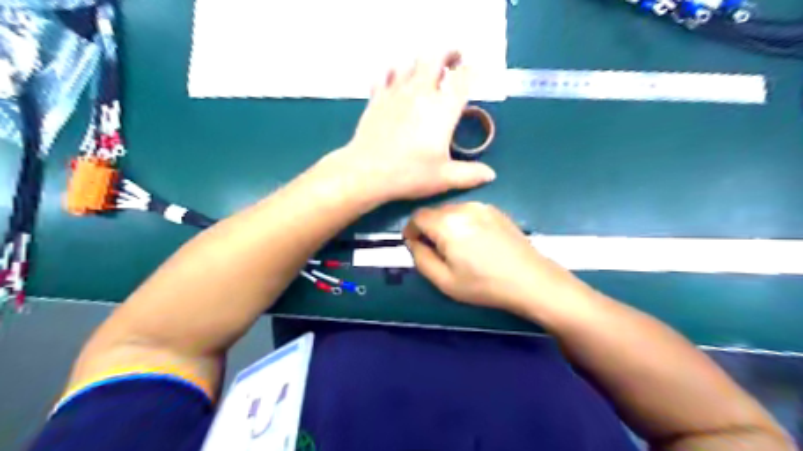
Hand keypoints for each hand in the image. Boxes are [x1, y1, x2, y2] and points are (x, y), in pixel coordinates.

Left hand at [326, 52, 496, 202]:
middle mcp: (421, 93)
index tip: (477, 71)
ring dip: (422, 62)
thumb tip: (491, 175)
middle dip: (448, 53)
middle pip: (436, 58)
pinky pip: (385, 74)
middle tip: (454, 59)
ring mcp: (396, 92)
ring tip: (427, 70)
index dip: (473, 70)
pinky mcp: (377, 98)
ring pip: (410, 62)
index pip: (464, 79)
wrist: (367, 172)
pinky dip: (393, 72)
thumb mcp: (444, 178)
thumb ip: (470, 175)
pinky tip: (396, 79)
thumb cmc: (409, 174)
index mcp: (443, 110)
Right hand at [402, 203, 584, 314]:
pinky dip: (463, 222)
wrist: (531, 280)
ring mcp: (482, 206)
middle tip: (435, 251)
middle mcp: (464, 207)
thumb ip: (420, 258)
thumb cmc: (484, 285)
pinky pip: (469, 212)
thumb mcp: (444, 281)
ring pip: (452, 211)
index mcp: (447, 223)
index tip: (413, 244)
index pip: (417, 216)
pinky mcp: (496, 210)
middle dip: (429, 228)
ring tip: (456, 248)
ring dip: (446, 225)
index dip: (411, 230)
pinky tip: (475, 242)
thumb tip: (413, 242)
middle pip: (435, 212)